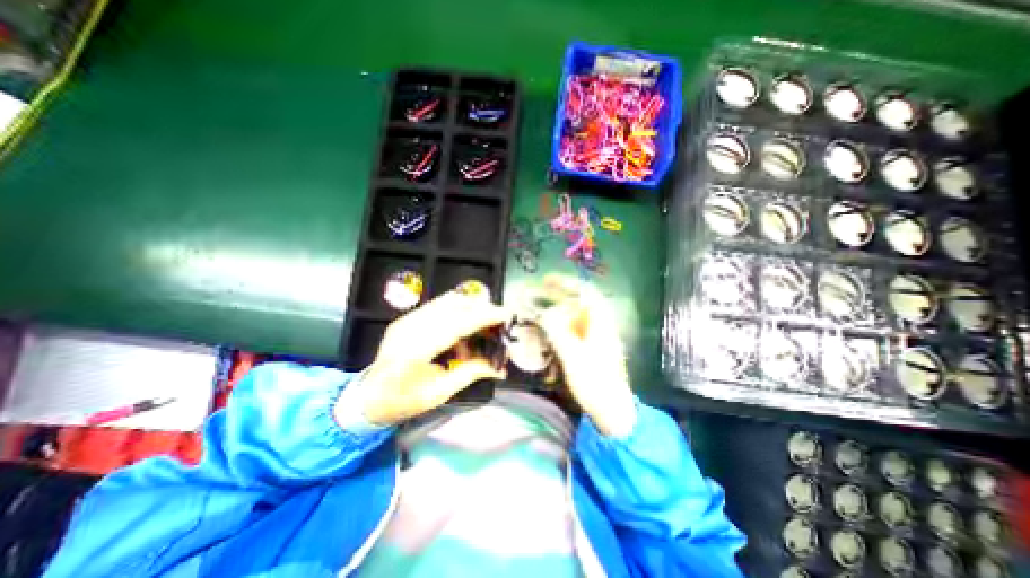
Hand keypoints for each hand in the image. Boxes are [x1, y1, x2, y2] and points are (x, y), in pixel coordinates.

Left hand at [358, 287, 509, 426]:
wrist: (367, 397)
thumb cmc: (403, 401)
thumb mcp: (439, 393)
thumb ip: (471, 373)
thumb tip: (501, 367)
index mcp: (415, 350)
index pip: (457, 324)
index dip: (484, 316)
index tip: (506, 314)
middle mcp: (409, 327)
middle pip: (453, 305)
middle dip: (482, 308)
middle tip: (500, 319)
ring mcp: (407, 319)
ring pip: (447, 301)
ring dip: (472, 307)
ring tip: (487, 321)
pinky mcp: (408, 317)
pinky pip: (440, 306)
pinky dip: (459, 311)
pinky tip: (467, 325)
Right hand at [531, 277, 636, 434]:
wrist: (613, 411)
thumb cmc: (595, 383)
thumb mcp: (573, 357)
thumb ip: (558, 332)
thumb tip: (544, 314)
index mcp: (601, 324)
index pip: (585, 293)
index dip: (566, 283)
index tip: (547, 280)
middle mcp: (600, 326)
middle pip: (579, 303)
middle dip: (559, 295)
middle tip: (538, 291)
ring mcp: (597, 338)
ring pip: (576, 317)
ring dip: (558, 311)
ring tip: (539, 310)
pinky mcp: (592, 349)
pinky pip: (575, 330)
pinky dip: (561, 326)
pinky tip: (548, 331)